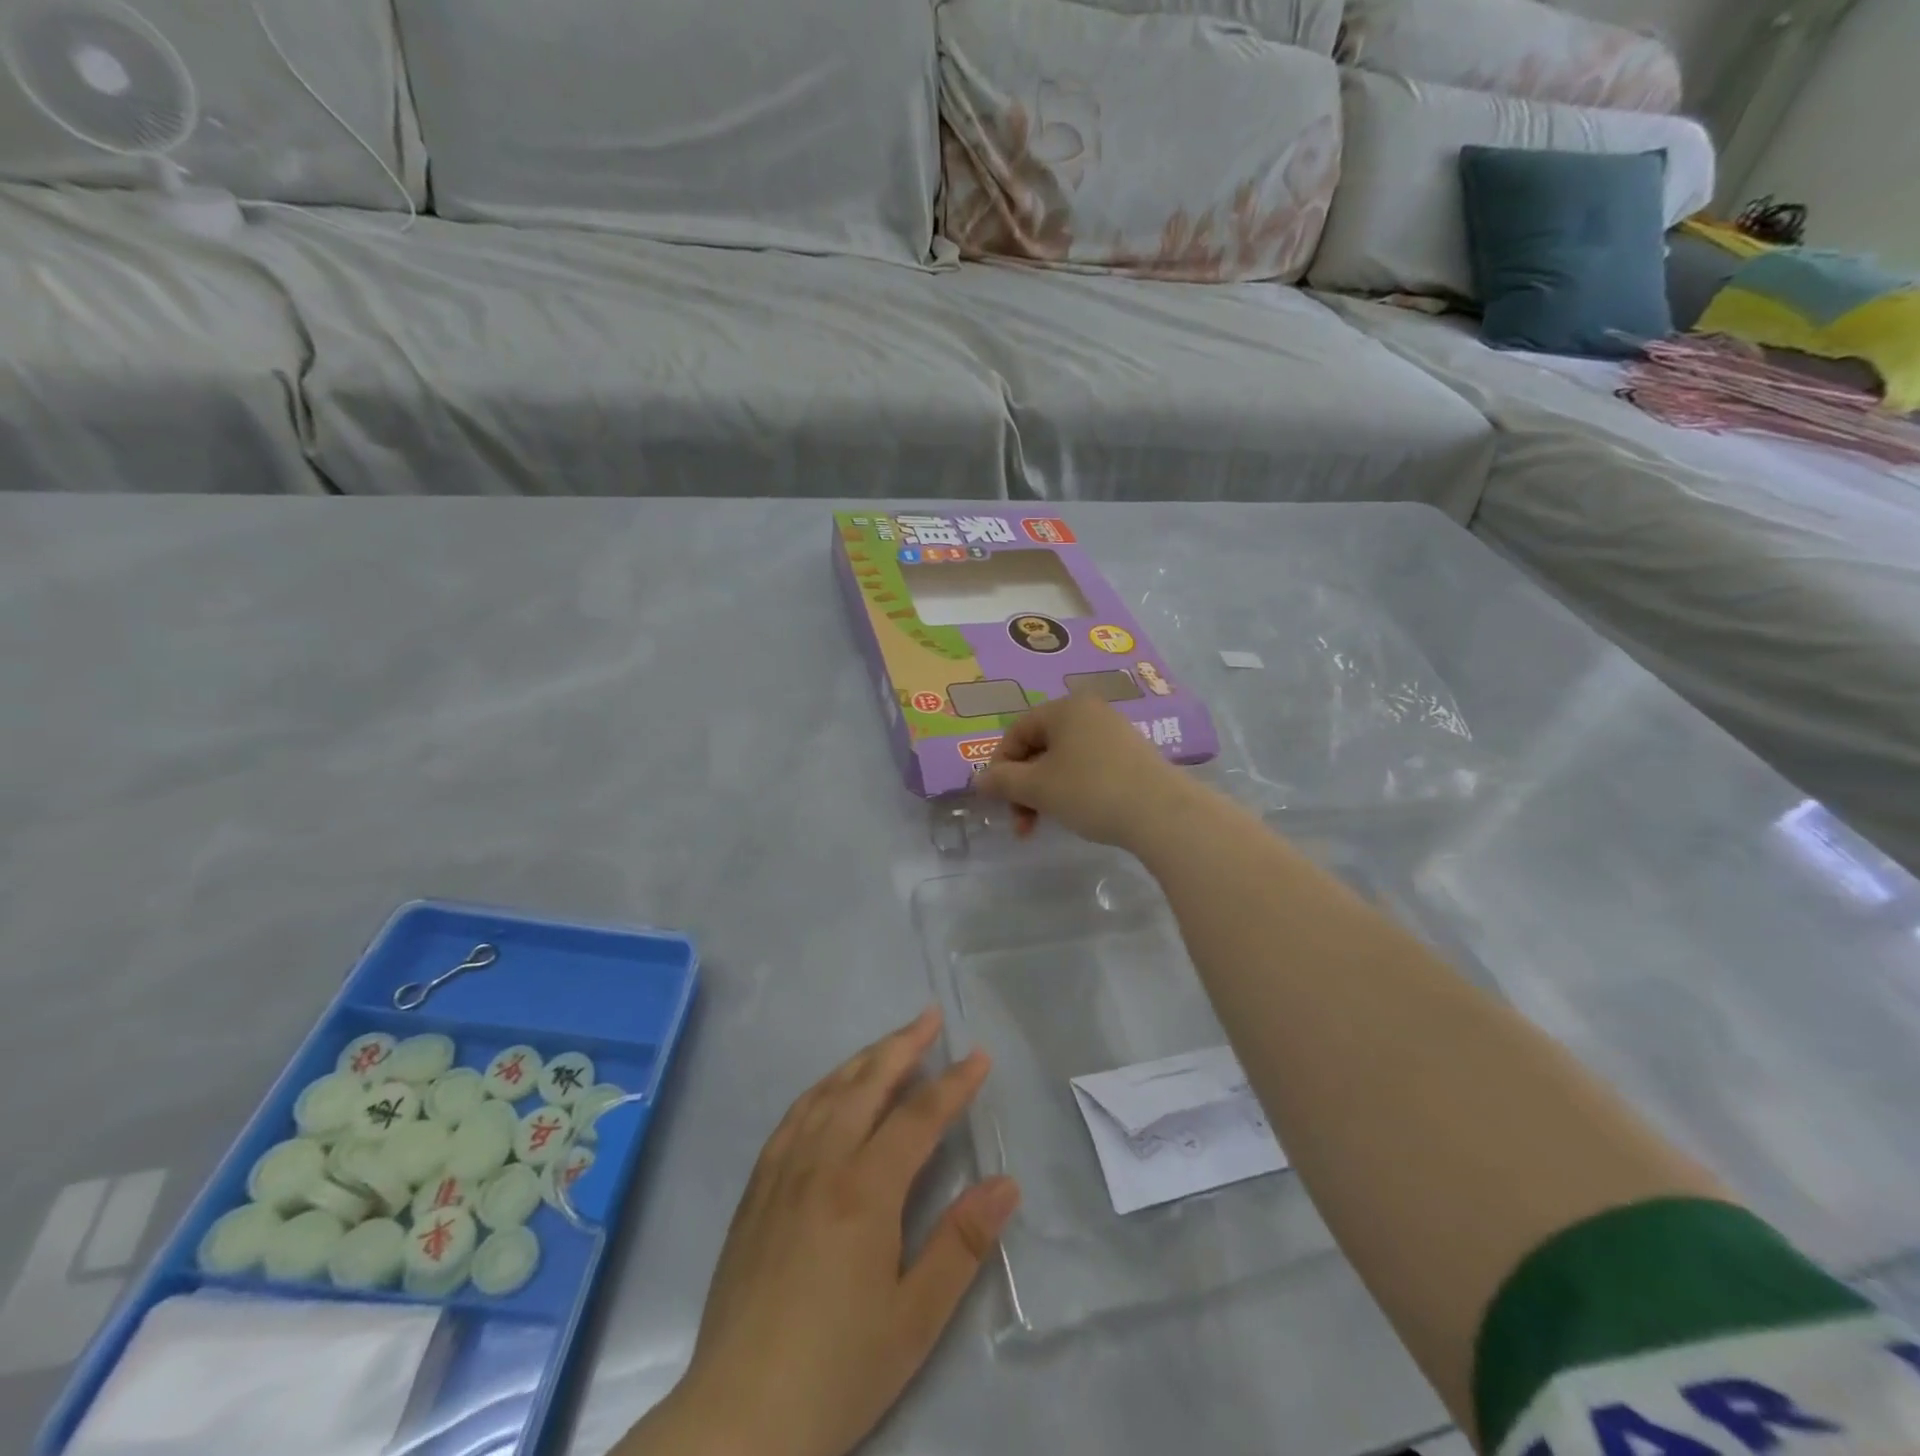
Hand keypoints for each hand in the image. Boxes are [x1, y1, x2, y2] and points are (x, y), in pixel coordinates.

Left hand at [622, 1009, 1019, 1455]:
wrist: (737, 1418)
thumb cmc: (836, 1370)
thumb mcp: (914, 1320)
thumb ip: (961, 1244)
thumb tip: (1006, 1183)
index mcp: (864, 1189)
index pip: (918, 1116)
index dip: (953, 1083)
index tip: (980, 1056)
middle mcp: (821, 1162)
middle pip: (867, 1083)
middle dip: (903, 1044)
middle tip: (930, 1015)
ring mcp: (782, 1171)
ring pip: (828, 1091)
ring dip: (863, 1059)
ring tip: (890, 1042)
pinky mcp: (757, 1188)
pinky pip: (793, 1116)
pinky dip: (822, 1088)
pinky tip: (831, 1089)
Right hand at [975, 693, 1198, 848]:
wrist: (1163, 813)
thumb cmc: (1091, 791)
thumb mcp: (1037, 788)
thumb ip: (1002, 781)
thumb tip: (978, 780)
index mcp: (1065, 708)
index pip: (1017, 732)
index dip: (1000, 766)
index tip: (999, 801)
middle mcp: (1091, 712)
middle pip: (1040, 747)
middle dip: (1024, 786)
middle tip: (1022, 823)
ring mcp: (1116, 733)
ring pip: (1064, 761)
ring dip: (1046, 792)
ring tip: (1047, 823)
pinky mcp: (1134, 756)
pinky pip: (1090, 767)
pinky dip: (1074, 789)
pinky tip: (1080, 814)